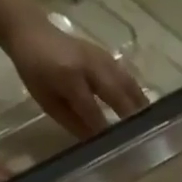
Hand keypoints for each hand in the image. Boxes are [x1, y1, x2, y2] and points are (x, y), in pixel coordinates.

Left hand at [3, 15, 149, 140]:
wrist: (30, 31)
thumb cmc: (34, 70)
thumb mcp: (47, 101)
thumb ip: (72, 121)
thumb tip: (96, 142)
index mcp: (68, 77)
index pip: (92, 110)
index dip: (105, 130)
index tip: (117, 149)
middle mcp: (88, 66)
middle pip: (116, 94)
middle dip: (130, 118)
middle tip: (143, 139)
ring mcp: (100, 58)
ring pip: (126, 84)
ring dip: (140, 106)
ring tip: (151, 125)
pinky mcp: (107, 55)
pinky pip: (127, 77)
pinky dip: (137, 93)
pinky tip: (144, 108)